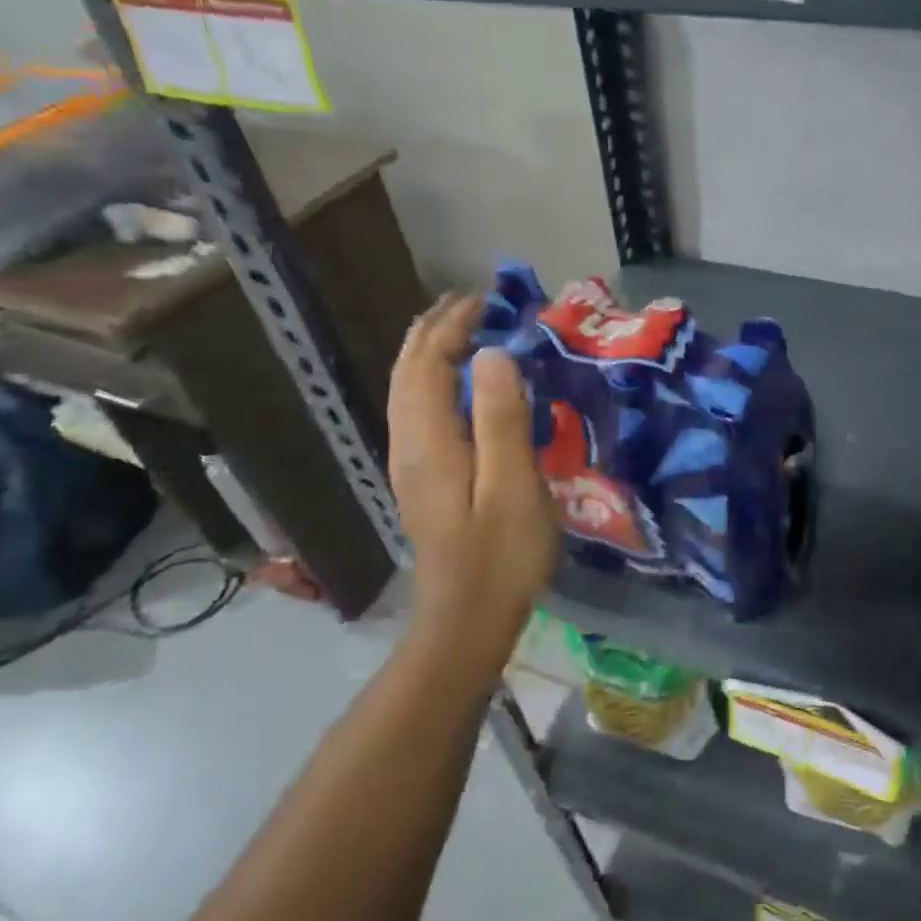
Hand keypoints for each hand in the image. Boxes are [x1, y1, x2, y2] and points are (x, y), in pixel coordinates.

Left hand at [387, 294, 558, 667]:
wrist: (467, 621)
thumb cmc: (500, 555)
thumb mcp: (513, 485)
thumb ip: (502, 418)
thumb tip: (494, 353)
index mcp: (430, 440)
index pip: (430, 363)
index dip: (454, 326)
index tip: (487, 299)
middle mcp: (409, 444)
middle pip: (409, 371)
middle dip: (434, 330)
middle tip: (471, 301)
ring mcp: (411, 464)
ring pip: (408, 391)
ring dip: (429, 352)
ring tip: (460, 328)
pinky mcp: (423, 480)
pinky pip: (418, 410)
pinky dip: (432, 380)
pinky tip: (456, 385)